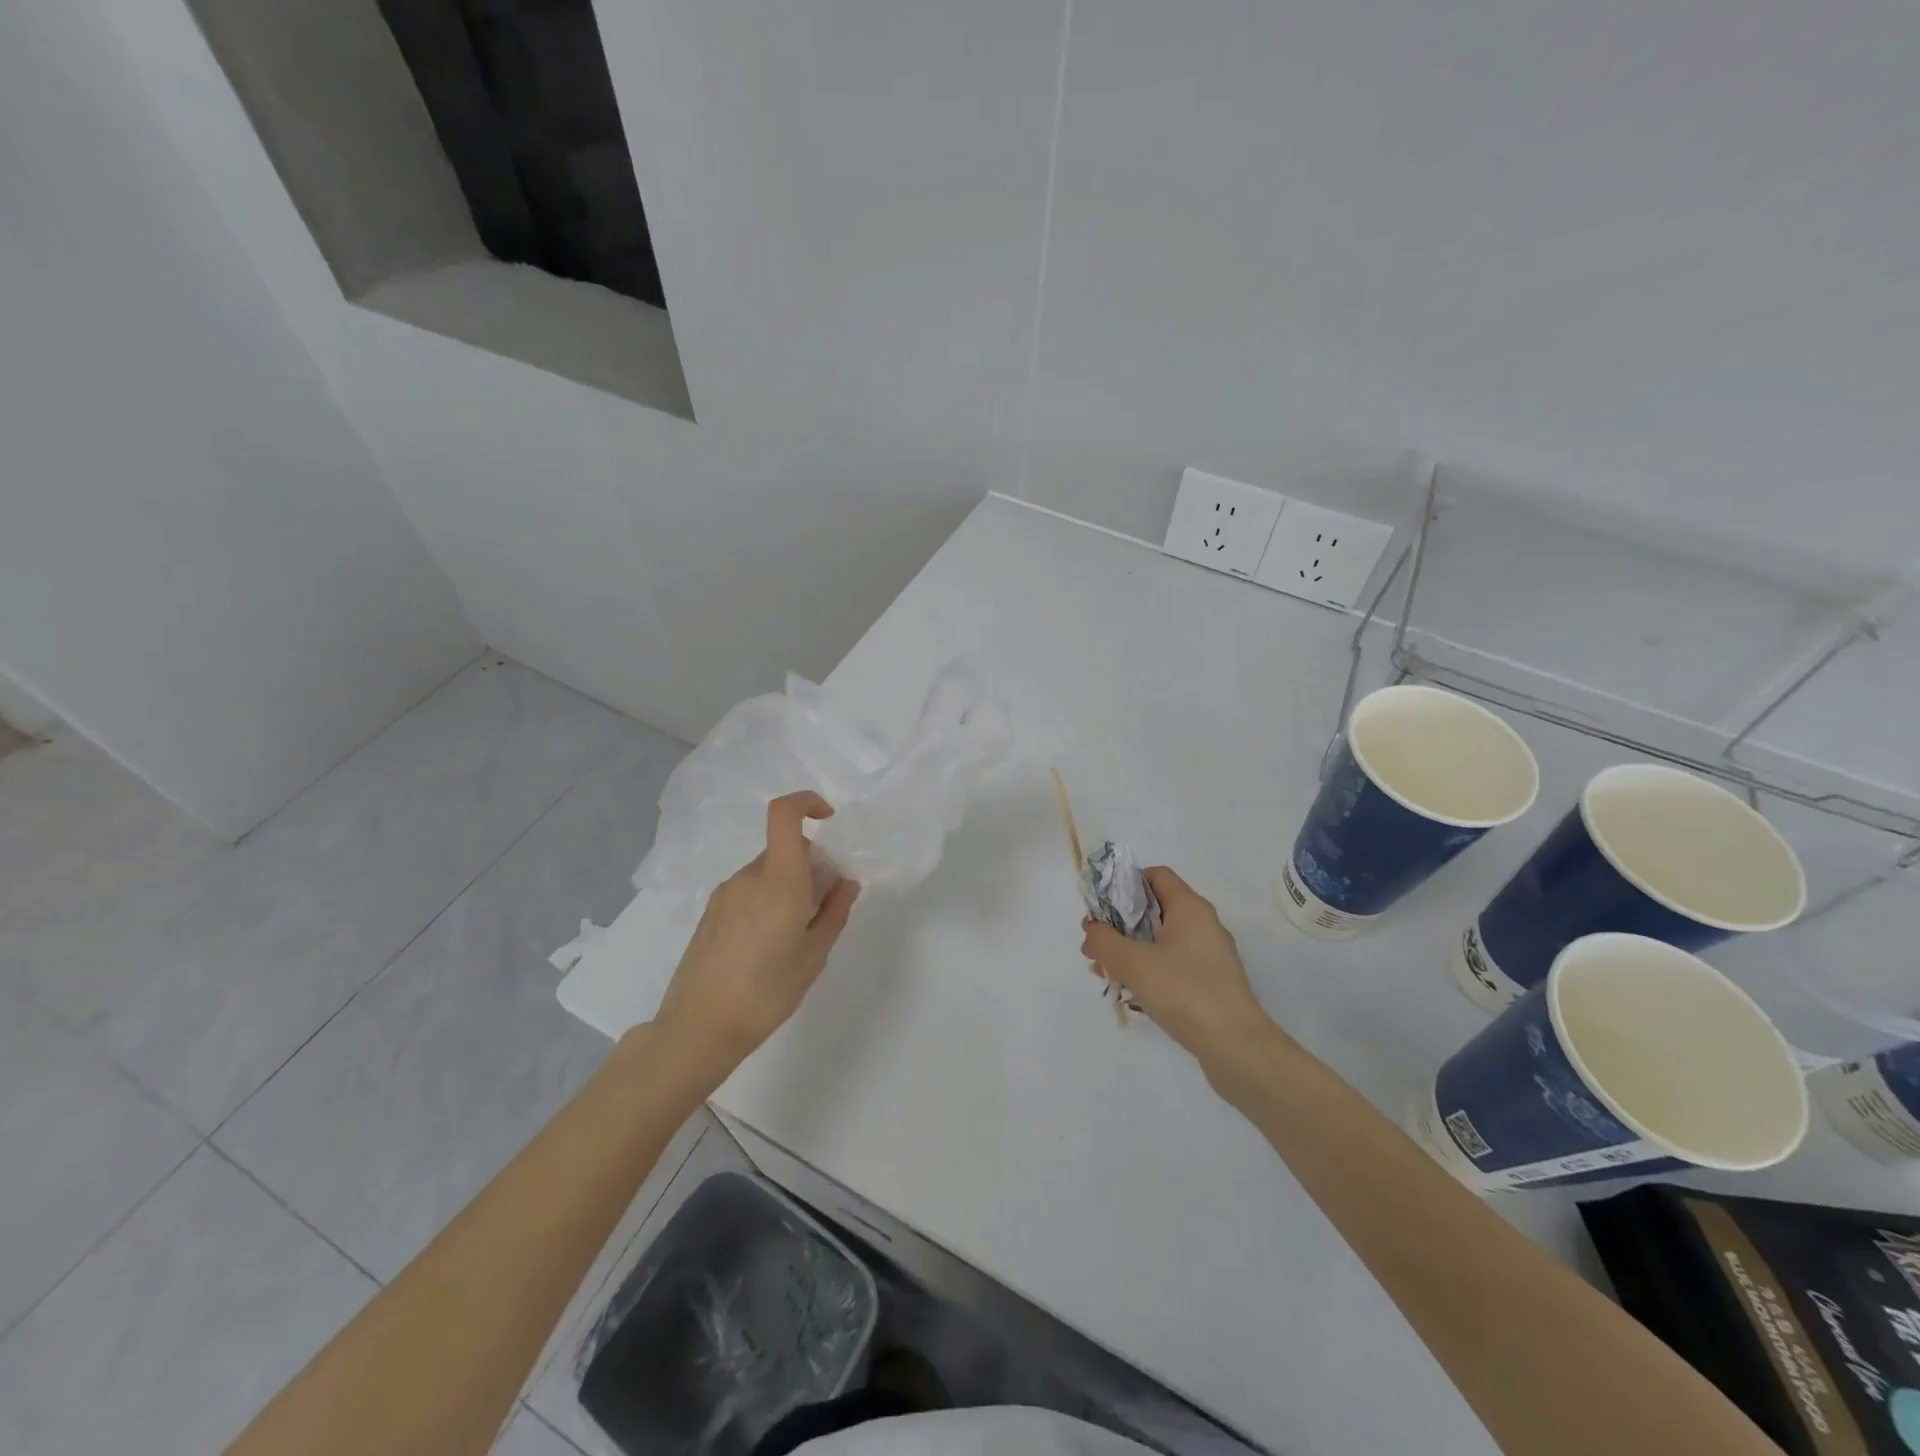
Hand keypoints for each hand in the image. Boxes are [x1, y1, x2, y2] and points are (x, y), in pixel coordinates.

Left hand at [654, 791, 860, 1075]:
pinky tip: (766, 946)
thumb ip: (834, 911)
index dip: (807, 803)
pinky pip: (748, 891)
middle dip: (810, 866)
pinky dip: (766, 901)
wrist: (698, 1029)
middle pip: (784, 850)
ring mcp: (725, 893)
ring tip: (794, 936)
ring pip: (767, 872)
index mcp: (779, 880)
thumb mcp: (814, 955)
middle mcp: (749, 877)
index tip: (829, 820)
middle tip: (822, 907)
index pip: (784, 814)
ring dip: (788, 887)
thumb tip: (845, 882)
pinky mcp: (711, 912)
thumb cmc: (766, 992)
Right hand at [1081, 867, 1284, 1070]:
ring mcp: (1209, 957)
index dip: (1126, 884)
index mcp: (1190, 908)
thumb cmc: (1184, 992)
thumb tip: (1091, 929)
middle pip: (1155, 910)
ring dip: (1131, 951)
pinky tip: (1130, 993)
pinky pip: (1172, 966)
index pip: (1156, 876)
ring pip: (1161, 941)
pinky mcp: (1211, 984)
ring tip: (1105, 972)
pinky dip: (1149, 971)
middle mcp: (1203, 925)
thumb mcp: (1134, 963)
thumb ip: (1104, 941)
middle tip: (1096, 946)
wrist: (1236, 1047)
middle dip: (1121, 924)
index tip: (1101, 907)